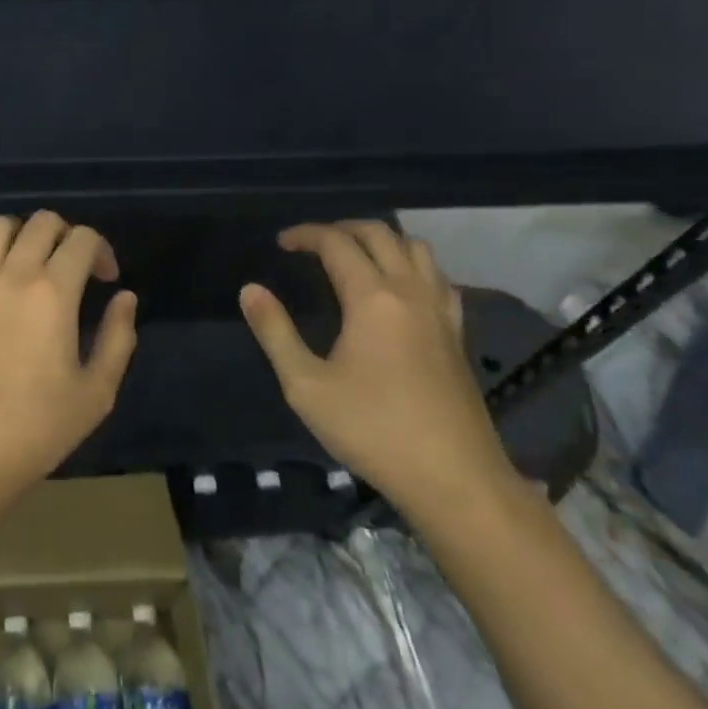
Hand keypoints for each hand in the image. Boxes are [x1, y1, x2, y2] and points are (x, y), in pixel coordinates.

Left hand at [0, 212, 138, 529]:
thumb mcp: (96, 394)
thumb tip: (125, 298)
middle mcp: (10, 274)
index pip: (82, 239)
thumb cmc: (34, 431)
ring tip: (28, 263)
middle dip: (66, 235)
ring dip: (21, 234)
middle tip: (71, 268)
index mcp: (53, 292)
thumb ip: (117, 338)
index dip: (101, 250)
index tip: (105, 280)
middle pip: (41, 222)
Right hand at [239, 221, 519, 524]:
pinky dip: (413, 266)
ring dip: (382, 240)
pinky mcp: (457, 334)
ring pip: (417, 248)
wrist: (454, 480)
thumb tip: (250, 290)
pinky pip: (438, 277)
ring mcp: (441, 311)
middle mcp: (410, 292)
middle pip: (380, 234)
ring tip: (355, 256)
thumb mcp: (305, 386)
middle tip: (312, 244)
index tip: (281, 243)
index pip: (337, 243)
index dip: (306, 234)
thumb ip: (275, 332)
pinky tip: (401, 289)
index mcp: (372, 298)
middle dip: (342, 228)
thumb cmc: (372, 430)